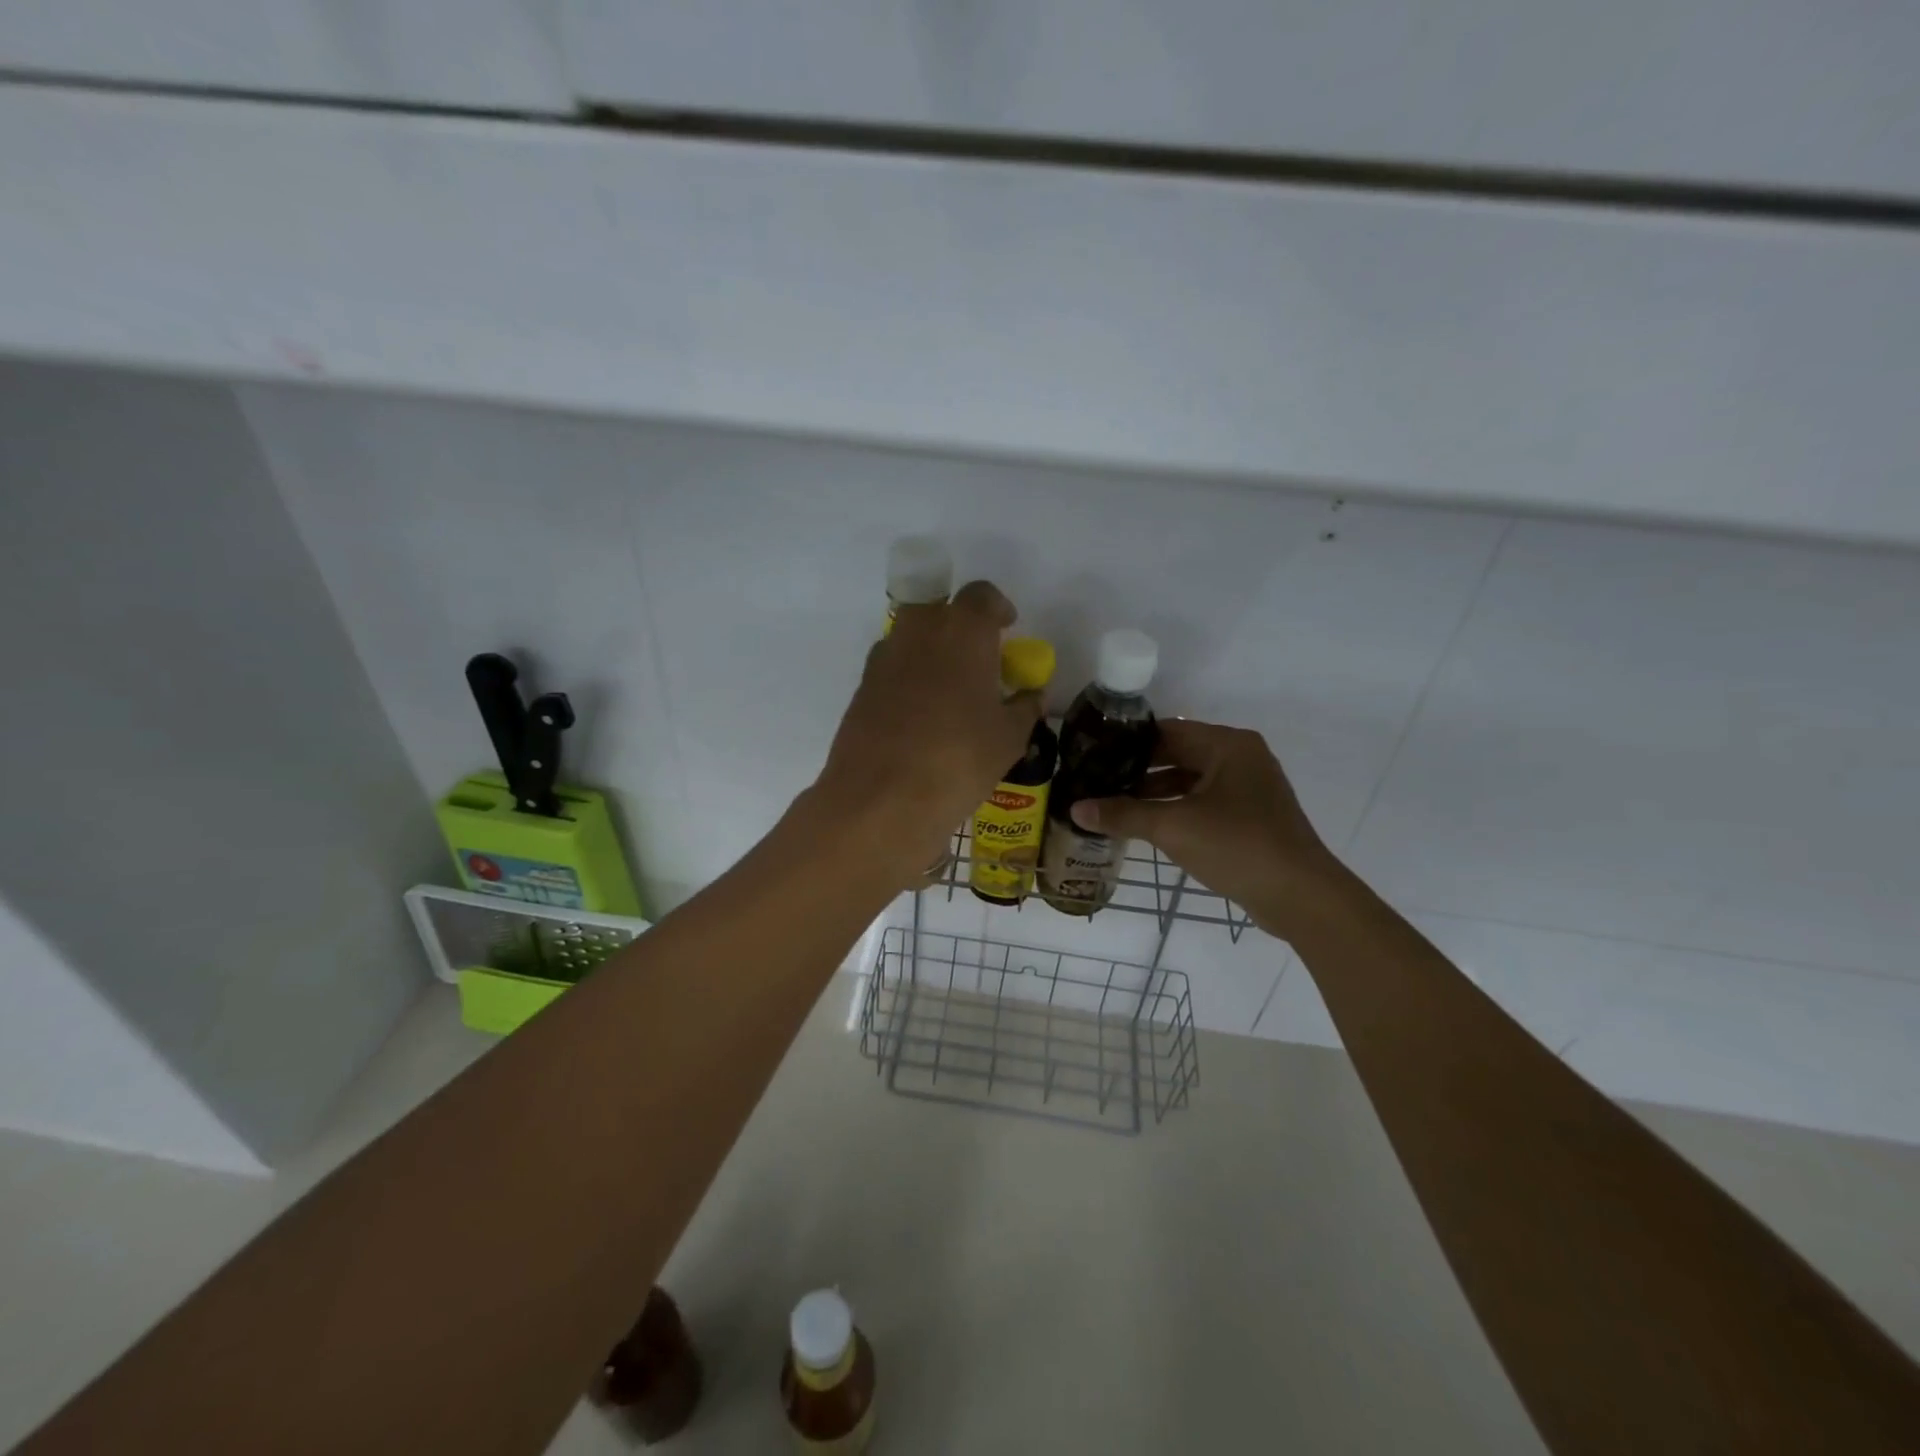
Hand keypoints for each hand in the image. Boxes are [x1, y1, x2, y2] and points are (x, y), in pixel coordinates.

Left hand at [810, 580, 1042, 886]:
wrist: (880, 798)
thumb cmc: (958, 759)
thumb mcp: (1009, 738)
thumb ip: (1024, 708)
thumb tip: (1031, 696)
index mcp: (962, 631)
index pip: (981, 595)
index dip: (997, 608)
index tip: (1007, 628)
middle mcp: (918, 632)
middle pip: (940, 610)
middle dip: (960, 627)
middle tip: (979, 660)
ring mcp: (883, 658)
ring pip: (912, 639)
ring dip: (932, 653)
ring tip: (950, 692)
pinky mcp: (861, 688)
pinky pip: (892, 669)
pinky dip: (908, 680)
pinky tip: (921, 717)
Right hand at [1069, 719, 1352, 938]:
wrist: (1302, 896)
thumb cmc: (1237, 846)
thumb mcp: (1173, 828)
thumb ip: (1123, 815)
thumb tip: (1075, 808)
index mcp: (1227, 745)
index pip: (1165, 731)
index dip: (1127, 743)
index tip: (1092, 755)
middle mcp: (1240, 757)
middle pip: (1178, 753)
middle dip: (1137, 769)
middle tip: (1096, 781)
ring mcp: (1249, 787)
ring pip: (1190, 780)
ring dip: (1155, 792)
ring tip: (1113, 805)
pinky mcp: (1251, 815)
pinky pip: (1204, 801)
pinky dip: (1176, 808)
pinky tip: (1148, 825)